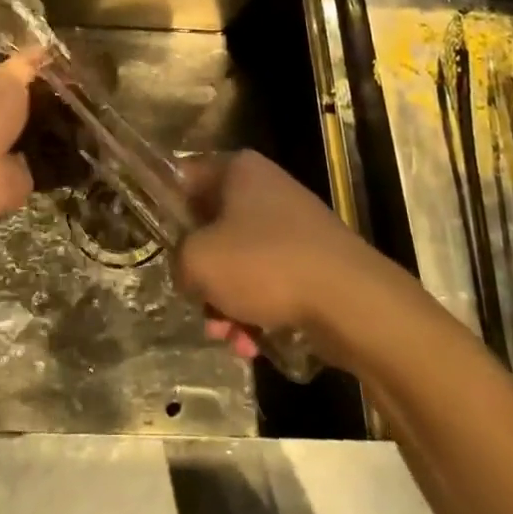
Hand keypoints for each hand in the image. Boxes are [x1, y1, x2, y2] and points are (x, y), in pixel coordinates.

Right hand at [173, 150, 380, 357]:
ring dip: (227, 301)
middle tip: (198, 302)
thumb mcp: (199, 259)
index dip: (167, 210)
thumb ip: (178, 259)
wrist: (351, 300)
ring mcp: (293, 224)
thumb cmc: (266, 264)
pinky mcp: (313, 260)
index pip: (186, 177)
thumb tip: (190, 271)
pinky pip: (270, 281)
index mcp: (239, 169)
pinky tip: (253, 344)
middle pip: (213, 226)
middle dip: (203, 272)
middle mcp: (267, 188)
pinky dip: (257, 310)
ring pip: (241, 261)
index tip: (161, 245)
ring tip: (228, 336)